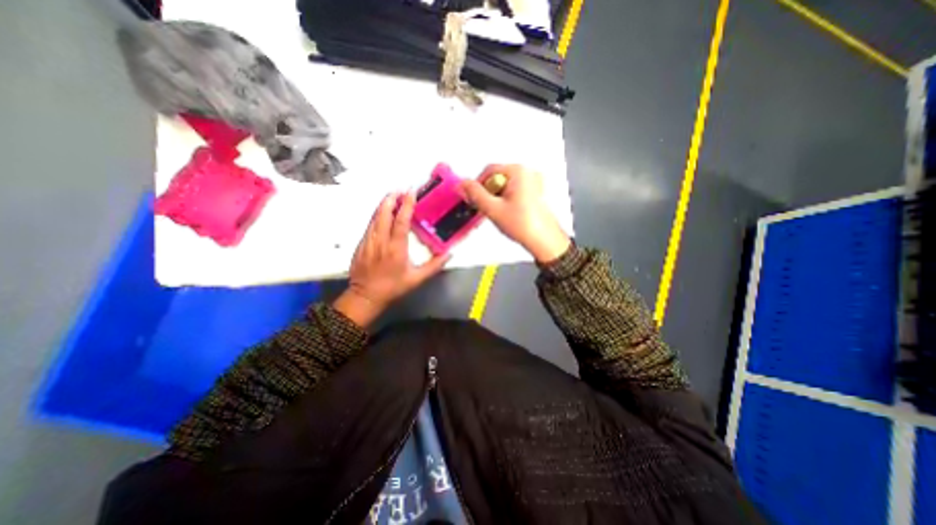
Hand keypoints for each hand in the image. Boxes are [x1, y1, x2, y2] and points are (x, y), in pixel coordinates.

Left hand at [335, 191, 451, 324]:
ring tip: (392, 195)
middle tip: (400, 189)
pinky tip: (382, 212)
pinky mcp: (361, 244)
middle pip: (384, 213)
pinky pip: (370, 224)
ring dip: (383, 204)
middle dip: (392, 198)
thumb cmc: (393, 287)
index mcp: (396, 248)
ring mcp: (368, 241)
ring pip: (375, 216)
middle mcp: (380, 241)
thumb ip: (434, 266)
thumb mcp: (417, 279)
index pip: (401, 221)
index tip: (411, 192)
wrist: (366, 296)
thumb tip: (449, 254)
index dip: (406, 204)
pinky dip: (377, 214)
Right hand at [461, 164, 571, 261]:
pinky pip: (514, 191)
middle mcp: (527, 172)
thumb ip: (475, 194)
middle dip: (488, 193)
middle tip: (487, 209)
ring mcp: (533, 182)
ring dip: (496, 198)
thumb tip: (462, 185)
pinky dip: (506, 200)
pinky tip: (508, 213)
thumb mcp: (493, 209)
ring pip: (505, 185)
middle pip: (497, 177)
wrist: (544, 241)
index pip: (488, 170)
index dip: (477, 185)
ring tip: (499, 213)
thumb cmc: (522, 224)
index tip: (473, 199)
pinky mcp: (535, 192)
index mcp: (518, 171)